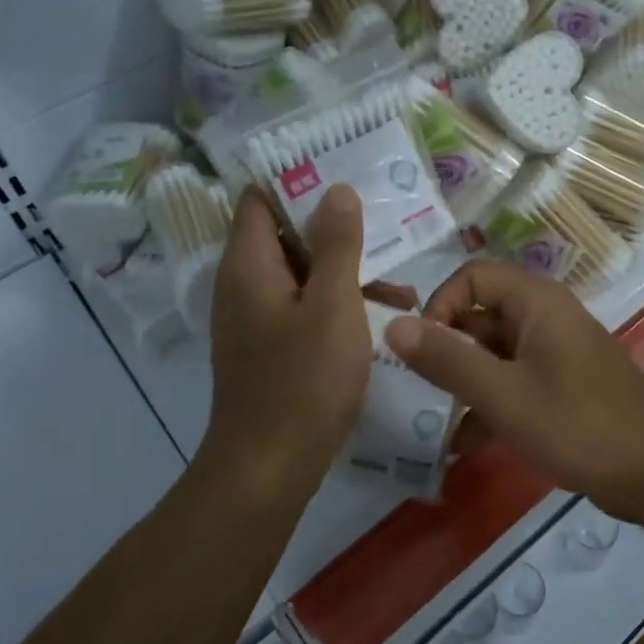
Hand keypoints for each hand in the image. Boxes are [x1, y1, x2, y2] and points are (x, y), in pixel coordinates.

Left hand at [201, 186, 372, 494]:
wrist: (268, 468)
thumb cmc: (303, 380)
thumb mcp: (332, 304)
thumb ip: (336, 244)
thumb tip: (336, 190)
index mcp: (249, 264)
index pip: (259, 198)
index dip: (297, 181)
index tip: (343, 175)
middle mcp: (243, 284)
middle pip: (285, 234)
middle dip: (335, 230)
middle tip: (384, 225)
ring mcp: (255, 318)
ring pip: (301, 274)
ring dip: (345, 272)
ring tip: (399, 286)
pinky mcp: (269, 346)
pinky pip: (303, 306)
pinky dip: (337, 304)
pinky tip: (381, 320)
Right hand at [385, 260, 643, 519]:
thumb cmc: (578, 424)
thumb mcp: (503, 395)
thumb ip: (447, 360)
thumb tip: (393, 326)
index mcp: (535, 302)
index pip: (471, 277)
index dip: (440, 306)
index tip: (423, 351)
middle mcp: (545, 316)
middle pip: (480, 317)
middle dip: (447, 353)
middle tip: (419, 392)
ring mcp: (555, 351)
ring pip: (494, 354)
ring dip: (465, 385)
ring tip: (435, 425)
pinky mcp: (562, 384)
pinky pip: (514, 381)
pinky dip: (490, 404)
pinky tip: (466, 445)